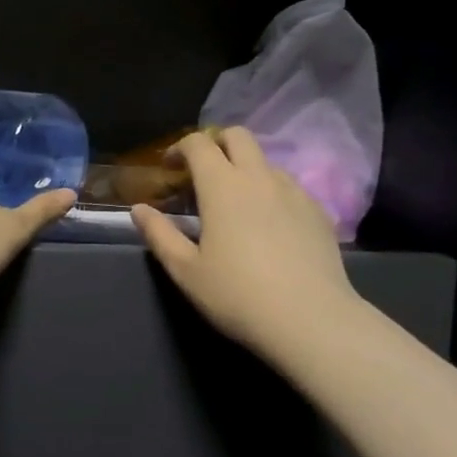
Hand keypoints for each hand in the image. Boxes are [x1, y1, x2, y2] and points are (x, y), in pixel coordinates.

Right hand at [131, 128, 357, 359]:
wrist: (310, 319)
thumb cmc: (237, 295)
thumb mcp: (186, 271)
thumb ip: (159, 234)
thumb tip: (139, 209)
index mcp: (222, 186)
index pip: (198, 143)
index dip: (179, 148)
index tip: (170, 168)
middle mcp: (259, 177)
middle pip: (238, 136)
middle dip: (216, 144)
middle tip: (202, 174)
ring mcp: (294, 192)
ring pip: (265, 161)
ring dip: (245, 168)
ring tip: (235, 203)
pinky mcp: (318, 211)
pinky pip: (289, 186)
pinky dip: (271, 191)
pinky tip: (268, 225)